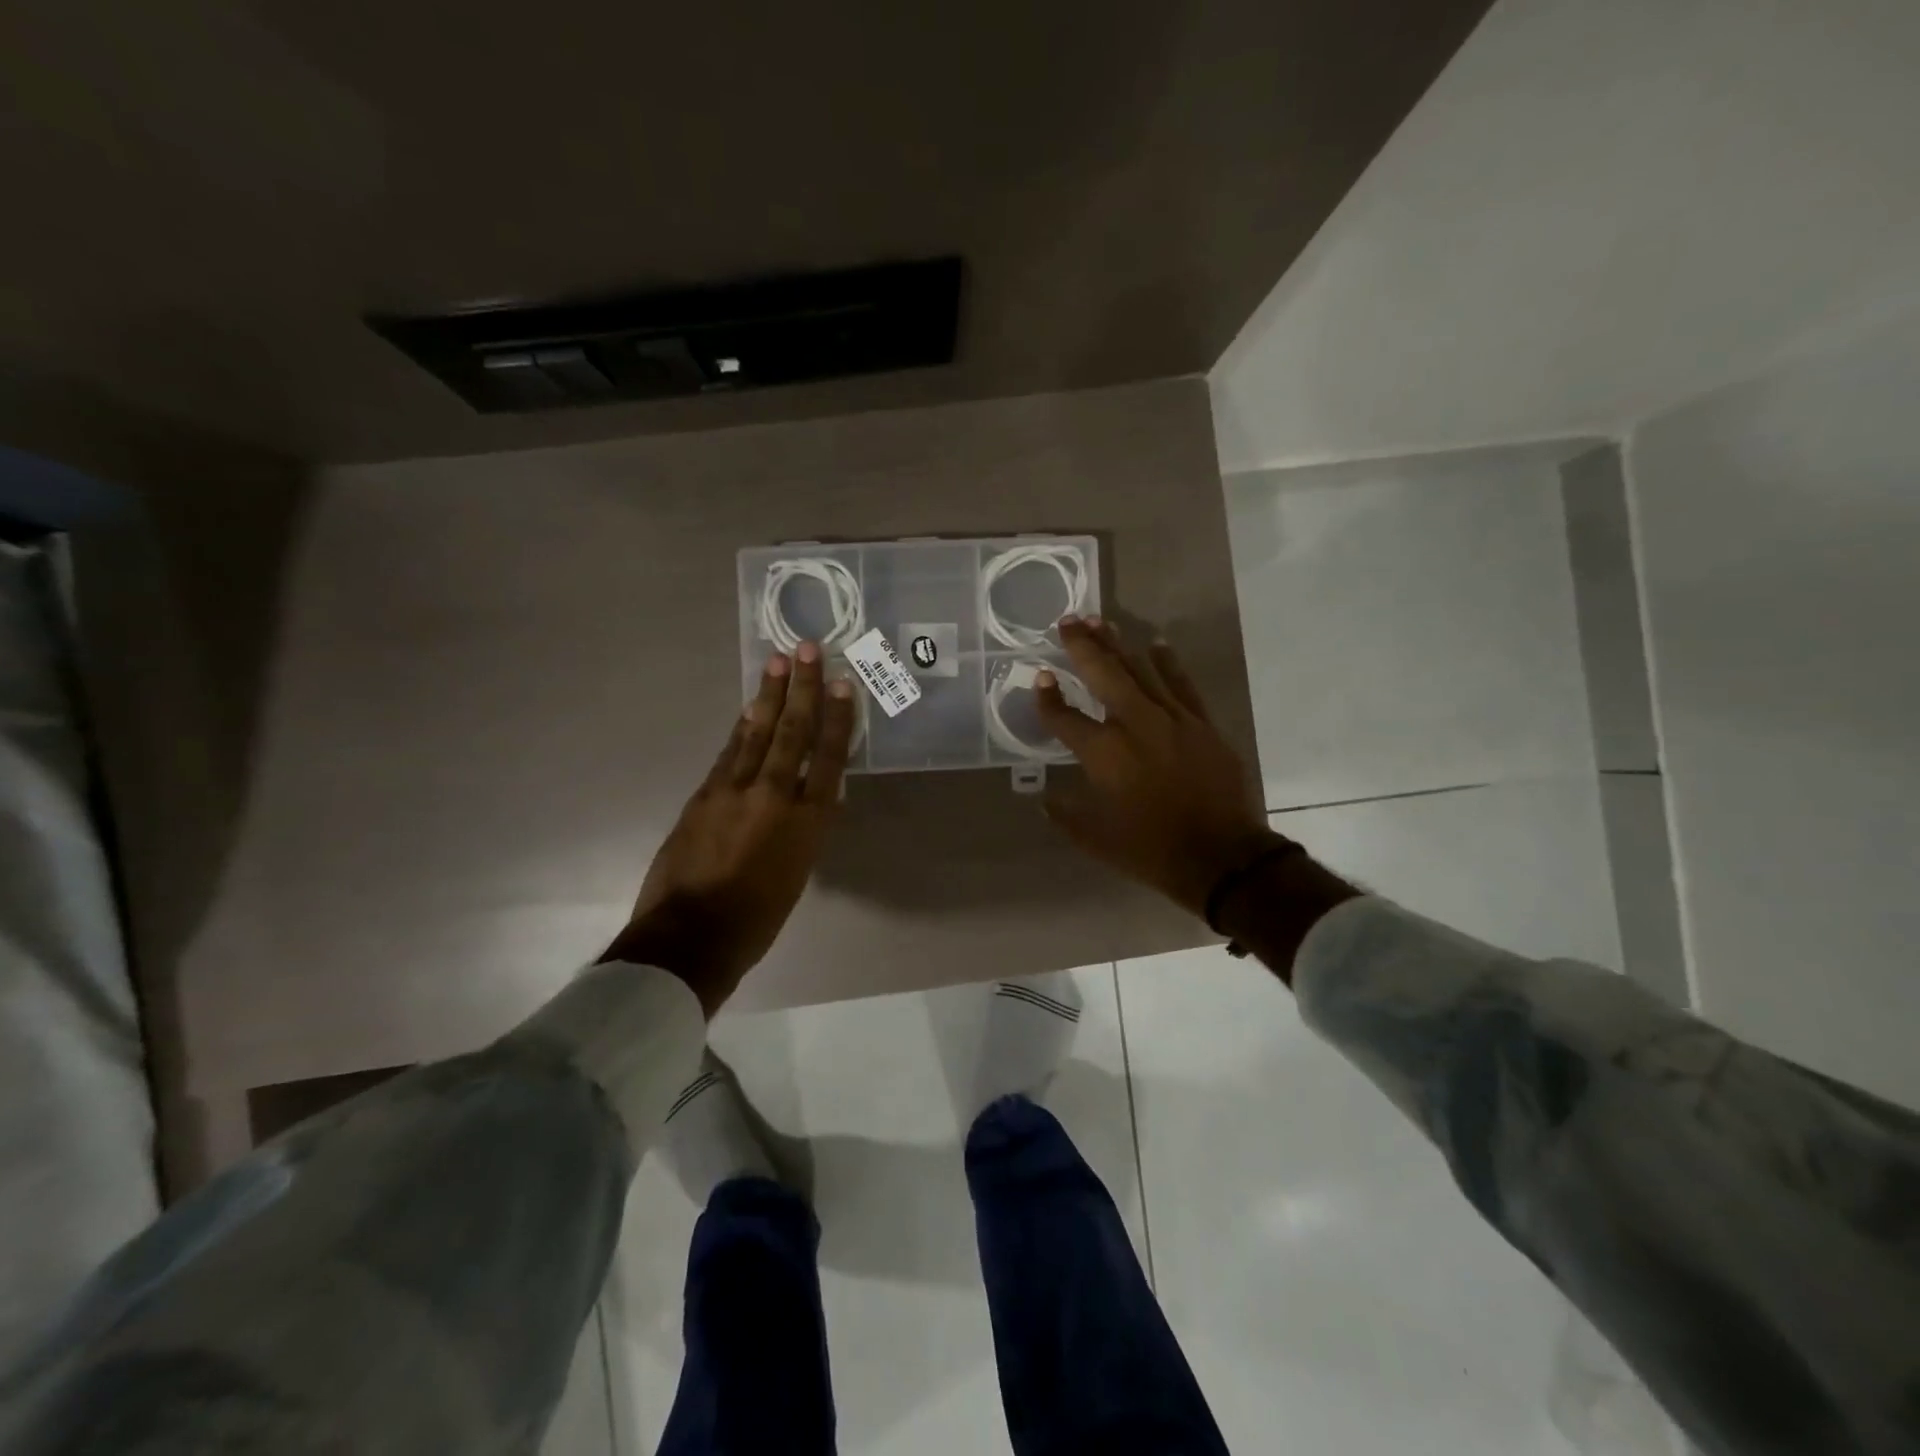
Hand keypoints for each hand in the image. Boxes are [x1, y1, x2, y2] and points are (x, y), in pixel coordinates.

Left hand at [603, 643, 855, 1014]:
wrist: (691, 938)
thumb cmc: (757, 919)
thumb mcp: (797, 875)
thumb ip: (805, 830)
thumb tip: (815, 800)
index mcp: (807, 822)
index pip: (829, 758)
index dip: (837, 718)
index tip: (843, 684)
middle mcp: (775, 796)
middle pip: (792, 733)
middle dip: (802, 689)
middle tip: (807, 649)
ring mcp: (734, 791)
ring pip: (757, 734)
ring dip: (769, 696)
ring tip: (777, 662)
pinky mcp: (704, 795)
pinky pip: (730, 752)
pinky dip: (742, 728)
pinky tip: (748, 709)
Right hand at [1035, 617, 1280, 916]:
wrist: (1223, 858)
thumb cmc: (1151, 850)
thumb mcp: (1097, 839)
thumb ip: (1066, 816)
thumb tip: (1044, 802)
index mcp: (1103, 754)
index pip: (1065, 717)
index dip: (1047, 697)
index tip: (1040, 678)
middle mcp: (1134, 725)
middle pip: (1103, 674)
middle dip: (1082, 646)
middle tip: (1067, 620)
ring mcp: (1172, 719)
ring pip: (1140, 670)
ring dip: (1118, 644)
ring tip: (1099, 621)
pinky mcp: (1201, 724)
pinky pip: (1182, 684)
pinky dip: (1168, 662)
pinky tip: (1156, 642)